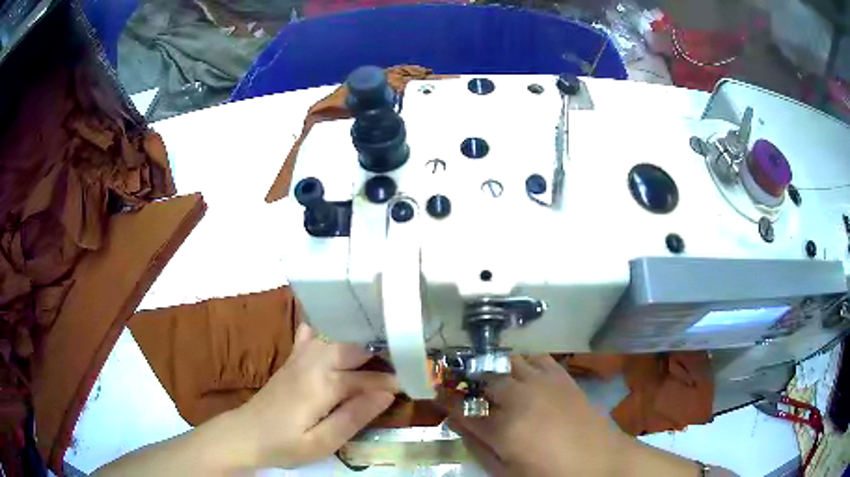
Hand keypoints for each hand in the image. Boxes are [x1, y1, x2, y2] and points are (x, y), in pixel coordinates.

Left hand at [233, 323, 397, 467]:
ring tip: (380, 344)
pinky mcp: (291, 360)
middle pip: (352, 349)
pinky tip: (336, 327)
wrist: (245, 434)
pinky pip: (309, 334)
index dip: (391, 380)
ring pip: (334, 337)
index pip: (366, 378)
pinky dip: (325, 327)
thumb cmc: (285, 445)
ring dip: (358, 339)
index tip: (413, 381)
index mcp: (321, 386)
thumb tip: (386, 394)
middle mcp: (312, 363)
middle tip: (401, 362)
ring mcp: (299, 358)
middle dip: (379, 354)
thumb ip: (353, 417)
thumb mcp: (322, 442)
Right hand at [444, 355, 697, 476]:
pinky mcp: (561, 376)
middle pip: (483, 377)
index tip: (433, 392)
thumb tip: (457, 423)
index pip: (462, 408)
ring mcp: (543, 382)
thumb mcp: (507, 473)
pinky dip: (520, 358)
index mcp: (504, 428)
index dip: (444, 398)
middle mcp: (520, 398)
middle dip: (464, 377)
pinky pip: (535, 357)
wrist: (602, 462)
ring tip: (481, 370)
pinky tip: (516, 366)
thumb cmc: (551, 475)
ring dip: (490, 364)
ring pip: (507, 361)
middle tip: (454, 378)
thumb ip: (478, 447)